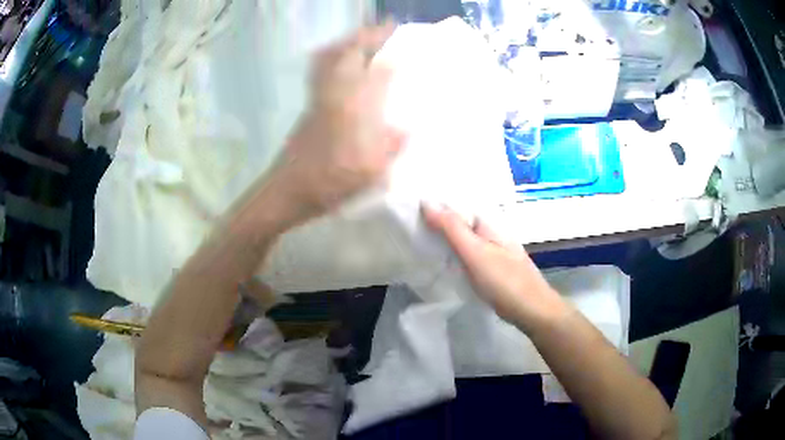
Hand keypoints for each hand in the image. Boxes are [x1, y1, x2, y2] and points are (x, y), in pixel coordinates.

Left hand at [273, 22, 405, 221]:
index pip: (375, 70)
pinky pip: (320, 70)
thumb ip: (390, 147)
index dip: (390, 52)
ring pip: (330, 58)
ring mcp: (318, 97)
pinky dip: (331, 56)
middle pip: (348, 53)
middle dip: (368, 36)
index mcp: (353, 108)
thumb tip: (407, 129)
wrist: (288, 190)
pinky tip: (341, 60)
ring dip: (348, 41)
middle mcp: (335, 94)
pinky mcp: (309, 105)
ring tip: (365, 37)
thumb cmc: (330, 183)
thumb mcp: (370, 172)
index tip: (403, 39)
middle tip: (386, 28)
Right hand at [422, 203, 569, 332]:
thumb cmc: (504, 281)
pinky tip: (441, 259)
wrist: (532, 310)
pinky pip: (468, 253)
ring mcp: (493, 250)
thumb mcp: (475, 253)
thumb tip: (426, 201)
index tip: (408, 206)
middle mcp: (491, 231)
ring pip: (463, 238)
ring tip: (417, 238)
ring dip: (444, 237)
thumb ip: (452, 228)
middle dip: (437, 220)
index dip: (435, 203)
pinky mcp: (491, 267)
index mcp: (488, 222)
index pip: (457, 204)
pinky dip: (453, 253)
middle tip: (407, 224)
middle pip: (460, 220)